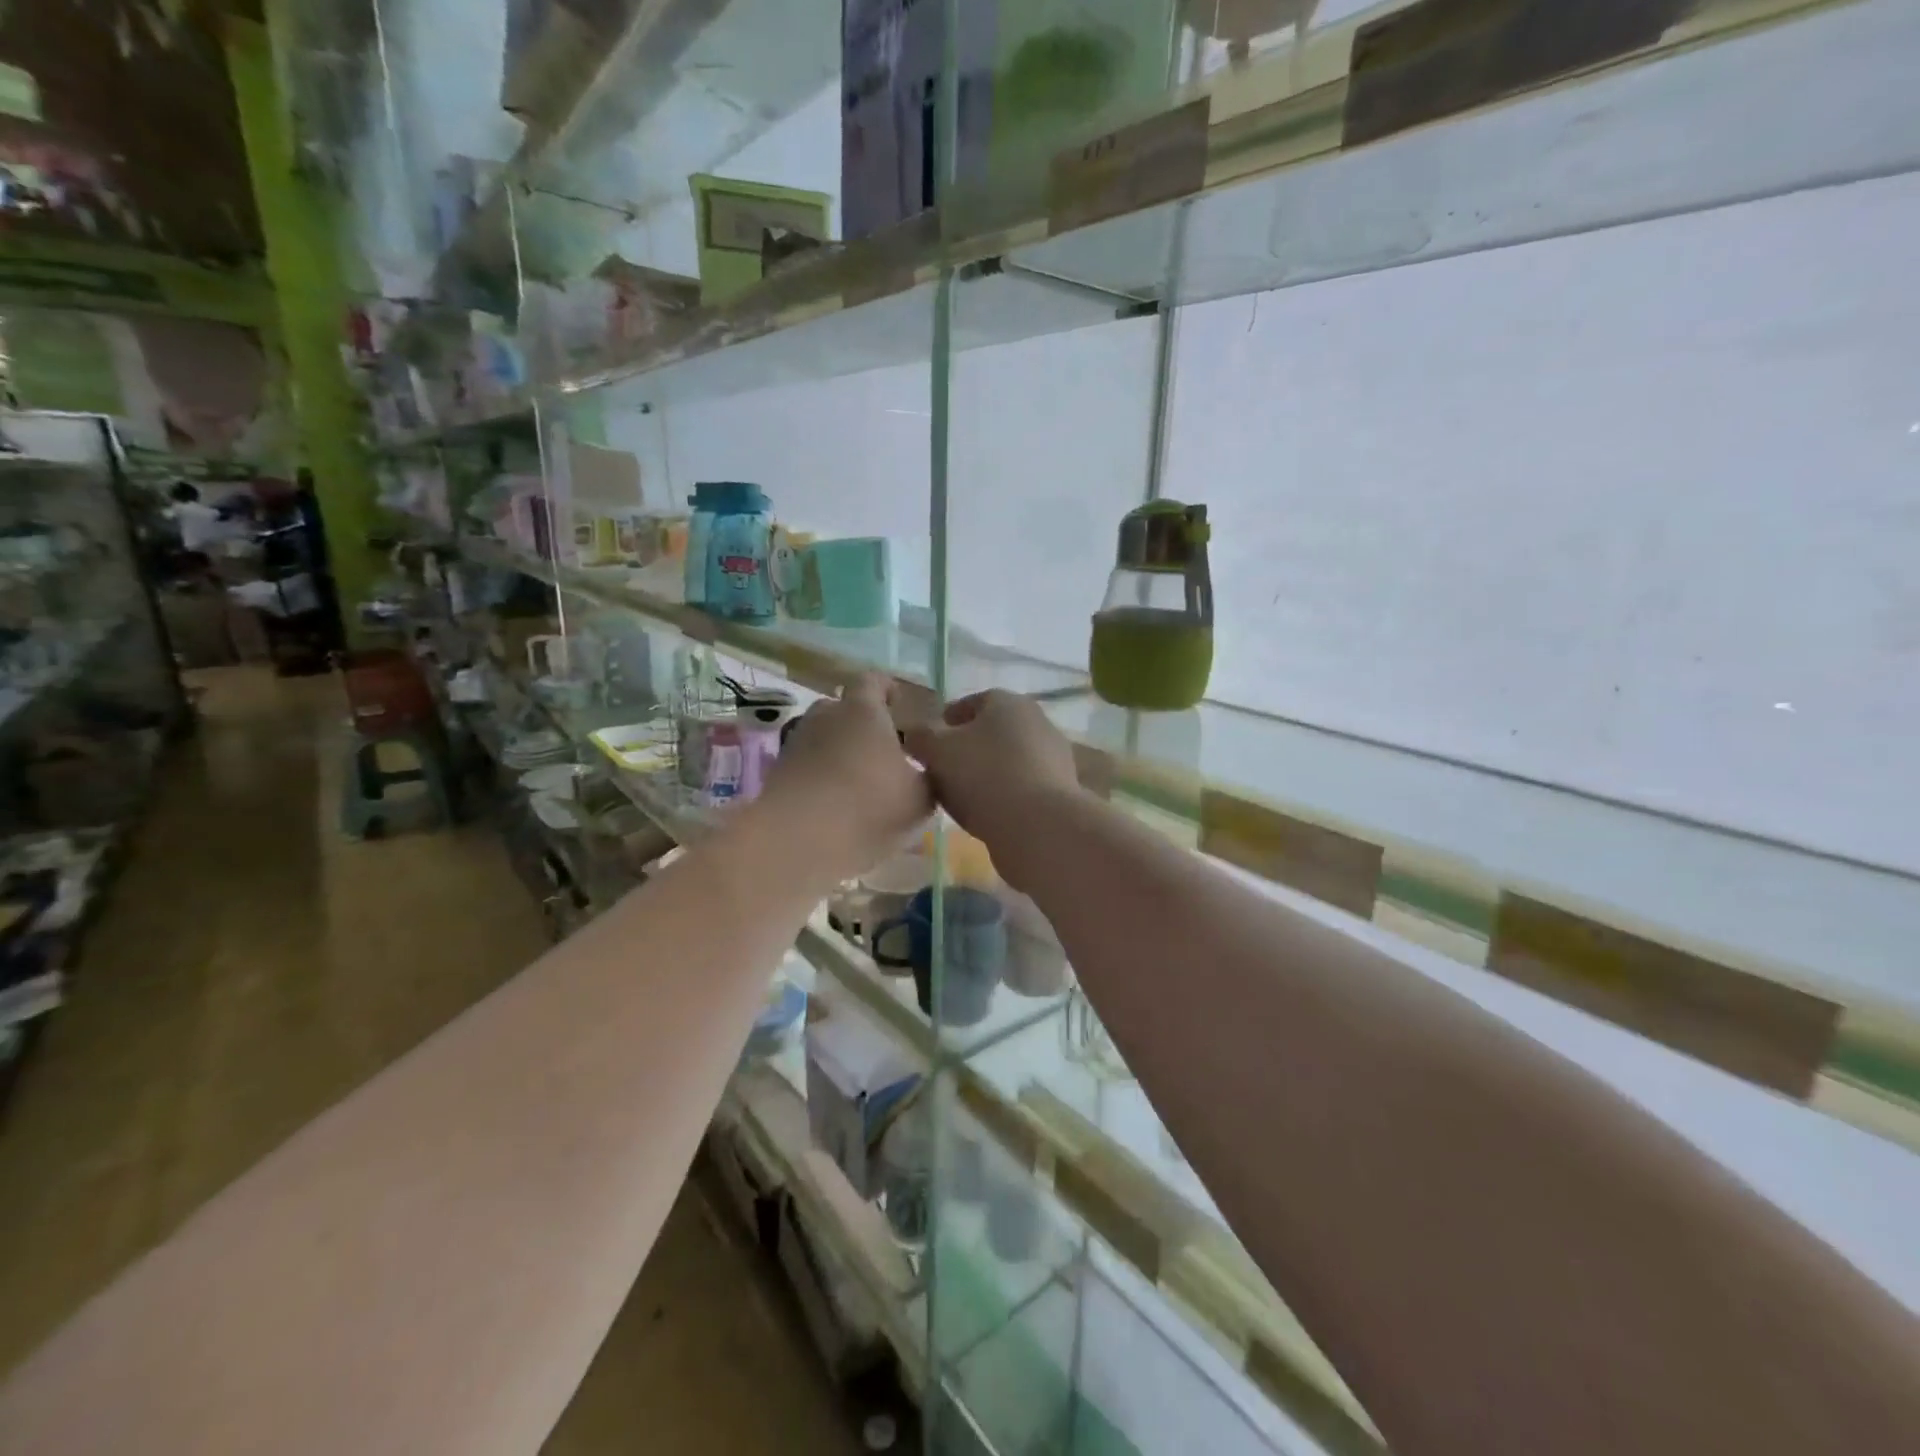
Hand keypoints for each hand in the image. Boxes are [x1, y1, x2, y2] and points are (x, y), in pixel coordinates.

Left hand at [762, 674, 931, 876]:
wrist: (797, 841)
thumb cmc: (868, 807)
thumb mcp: (920, 798)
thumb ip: (928, 778)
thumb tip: (926, 772)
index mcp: (862, 710)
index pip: (873, 681)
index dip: (888, 689)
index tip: (900, 705)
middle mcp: (825, 717)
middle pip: (843, 708)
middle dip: (862, 723)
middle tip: (884, 748)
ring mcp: (796, 744)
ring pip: (823, 738)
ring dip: (841, 751)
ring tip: (861, 780)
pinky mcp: (778, 773)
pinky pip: (808, 765)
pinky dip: (822, 776)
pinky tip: (837, 803)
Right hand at [903, 691, 1082, 860]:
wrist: (1040, 827)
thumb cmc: (984, 776)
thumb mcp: (937, 752)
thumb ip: (920, 737)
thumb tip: (914, 734)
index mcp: (1008, 702)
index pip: (970, 703)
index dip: (946, 722)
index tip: (929, 744)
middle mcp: (1037, 721)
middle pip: (991, 732)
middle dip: (967, 749)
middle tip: (942, 773)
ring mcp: (1054, 757)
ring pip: (1008, 761)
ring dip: (986, 774)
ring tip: (961, 798)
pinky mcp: (1060, 790)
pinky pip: (1022, 787)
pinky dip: (1004, 795)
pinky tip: (987, 815)